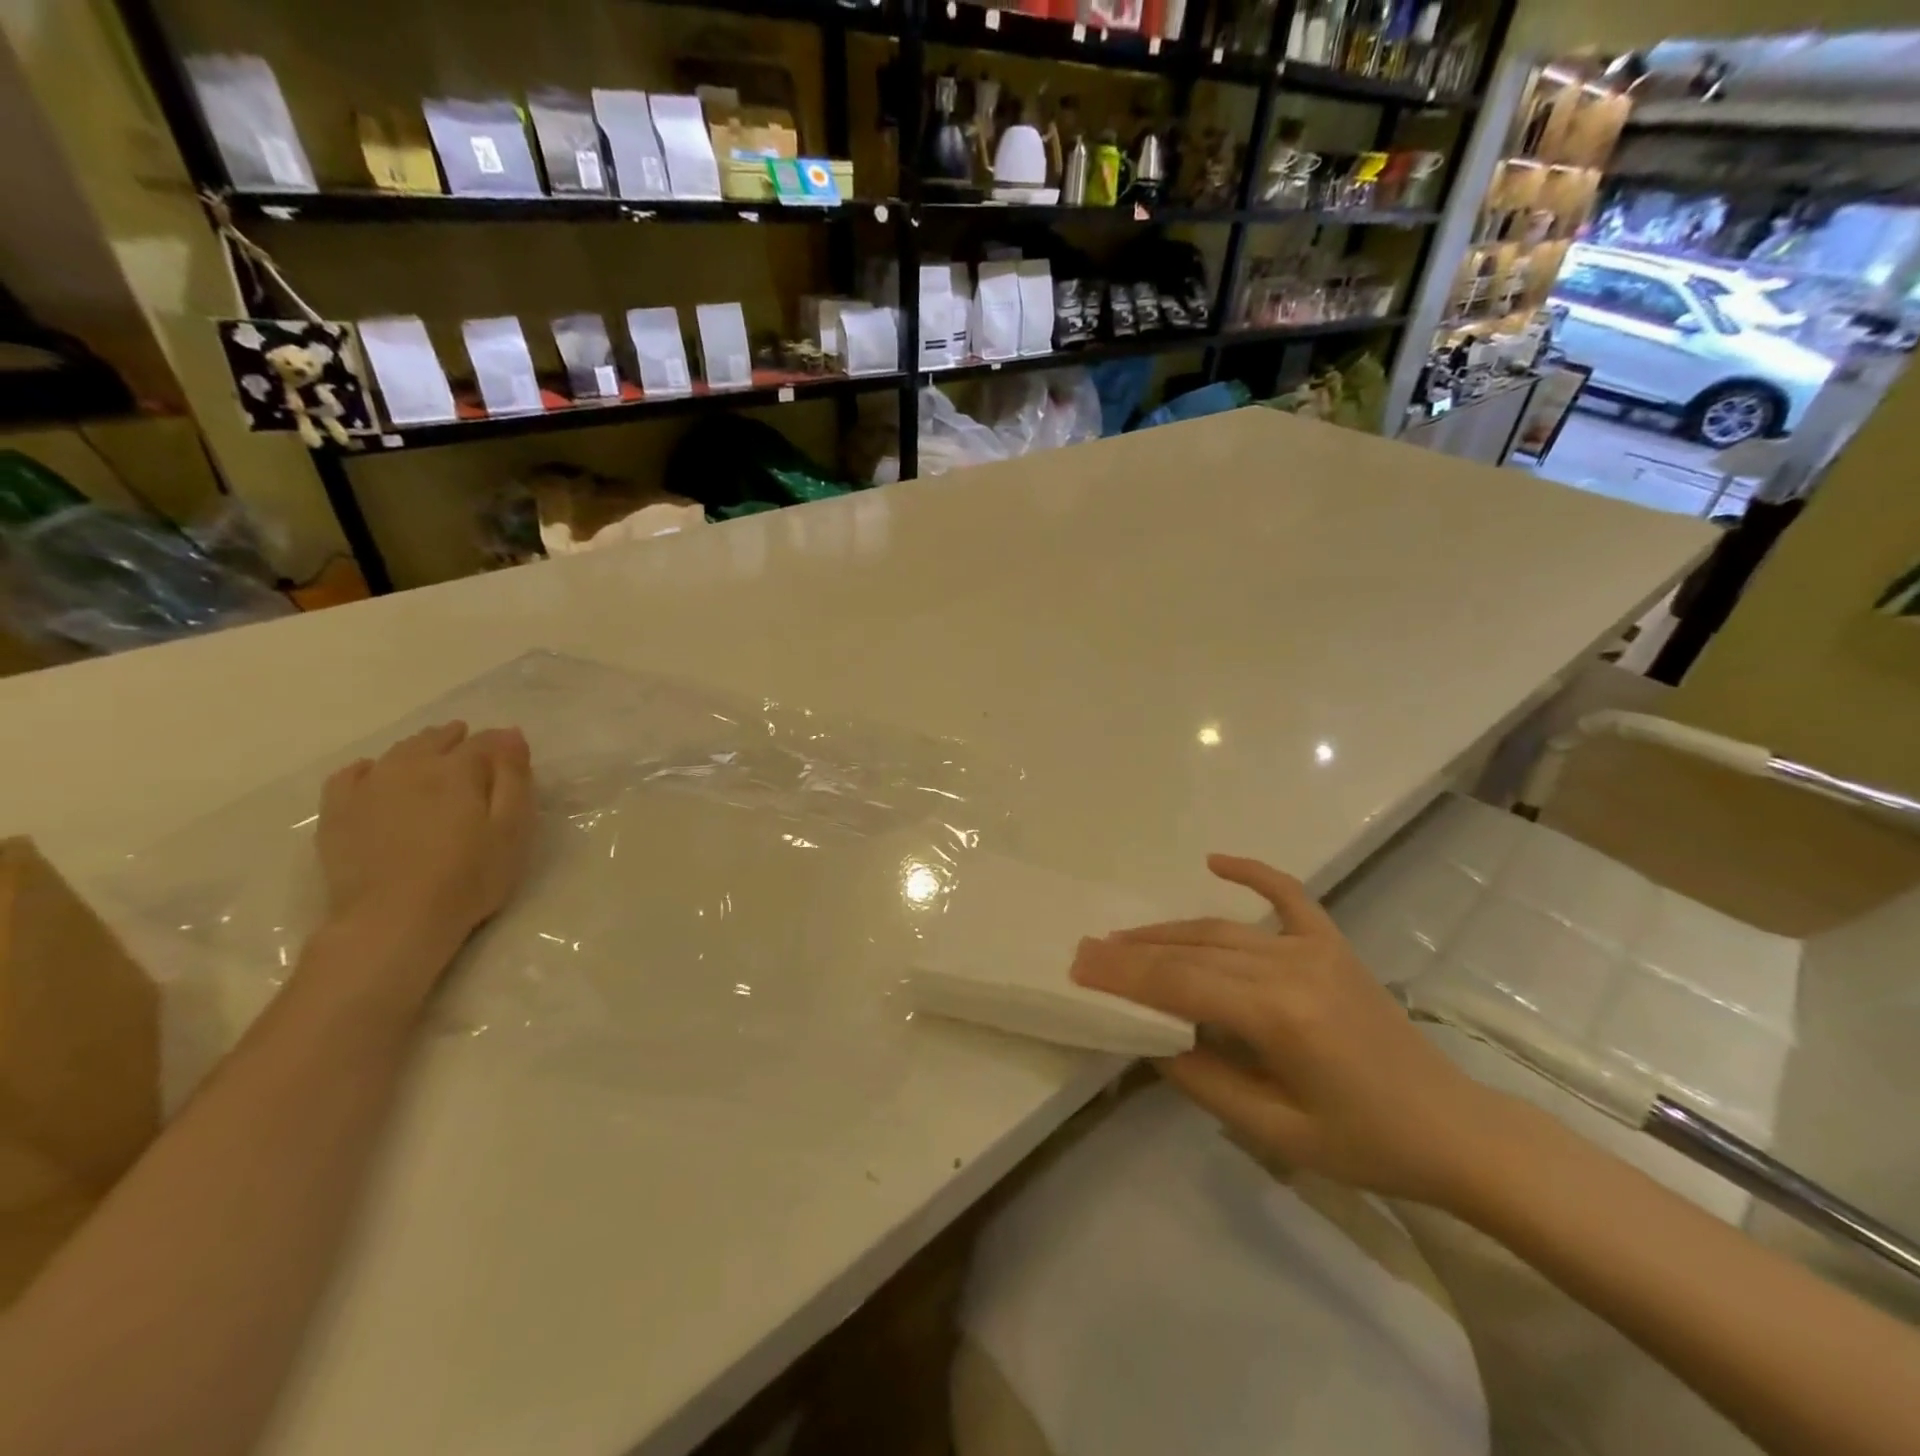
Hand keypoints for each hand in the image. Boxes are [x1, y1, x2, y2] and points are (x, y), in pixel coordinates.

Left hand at [315, 722, 535, 971]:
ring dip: (418, 747)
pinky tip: (373, 772)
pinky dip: (366, 767)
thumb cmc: (469, 876)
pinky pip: (349, 775)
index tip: (511, 751)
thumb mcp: (512, 828)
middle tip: (469, 742)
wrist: (394, 920)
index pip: (484, 743)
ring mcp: (368, 788)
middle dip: (455, 738)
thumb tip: (510, 734)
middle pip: (435, 740)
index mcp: (457, 770)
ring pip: (397, 753)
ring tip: (432, 752)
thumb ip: (513, 778)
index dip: (500, 743)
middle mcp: (410, 767)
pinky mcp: (338, 813)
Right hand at [1071, 854, 1503, 1206]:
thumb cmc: (1366, 1143)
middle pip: (1193, 950)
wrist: (1455, 1130)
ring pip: (1222, 928)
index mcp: (1279, 1016)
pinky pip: (1288, 895)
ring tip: (1122, 936)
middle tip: (1085, 950)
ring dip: (1168, 930)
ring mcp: (1315, 948)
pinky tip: (1215, 861)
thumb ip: (1205, 1081)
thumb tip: (1151, 1040)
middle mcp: (1291, 967)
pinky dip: (1252, 872)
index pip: (1181, 984)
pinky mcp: (1333, 944)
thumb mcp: (1276, 1133)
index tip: (1079, 967)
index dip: (1125, 976)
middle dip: (1133, 951)